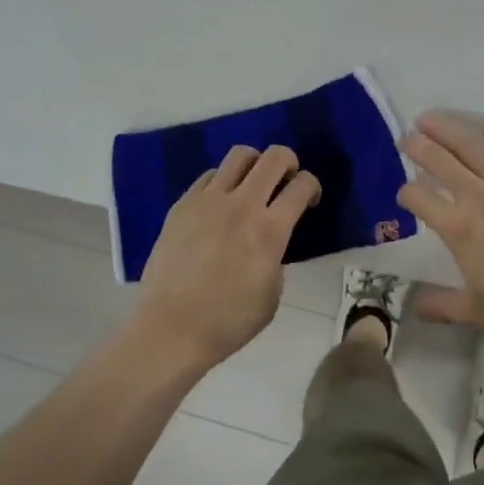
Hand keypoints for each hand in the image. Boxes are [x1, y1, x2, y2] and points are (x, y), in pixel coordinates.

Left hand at [135, 144, 320, 367]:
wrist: (170, 329)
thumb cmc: (228, 322)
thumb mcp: (272, 295)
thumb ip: (277, 258)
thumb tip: (270, 242)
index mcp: (270, 230)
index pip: (302, 185)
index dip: (313, 186)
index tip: (309, 200)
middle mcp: (242, 205)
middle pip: (275, 157)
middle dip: (289, 162)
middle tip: (286, 179)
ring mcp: (209, 200)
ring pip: (240, 155)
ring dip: (255, 163)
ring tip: (253, 183)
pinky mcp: (183, 204)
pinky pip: (209, 176)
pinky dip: (223, 181)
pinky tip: (220, 203)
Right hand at [398, 112, 483, 350]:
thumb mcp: (477, 313)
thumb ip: (442, 305)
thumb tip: (416, 306)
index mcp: (460, 229)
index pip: (420, 198)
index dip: (406, 193)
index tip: (404, 195)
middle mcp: (480, 197)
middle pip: (441, 161)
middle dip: (418, 147)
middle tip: (406, 139)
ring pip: (473, 146)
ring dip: (448, 129)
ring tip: (429, 119)